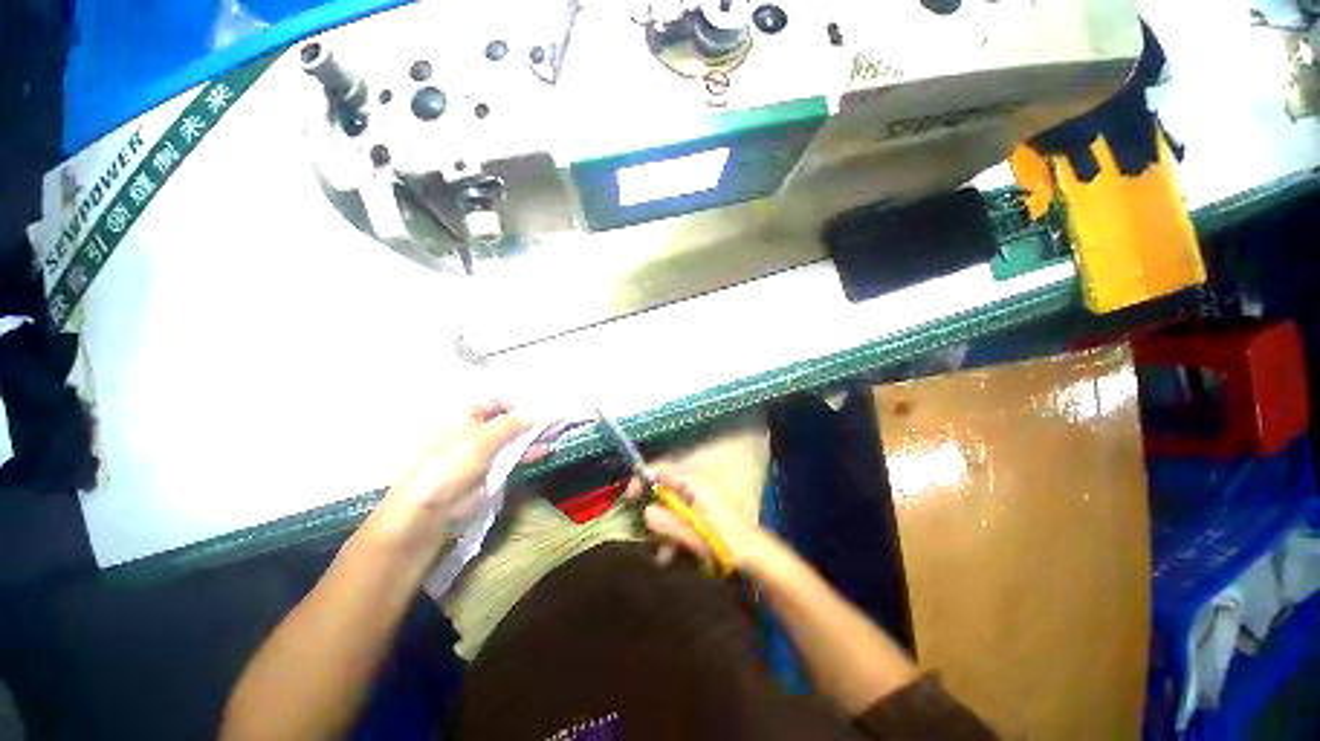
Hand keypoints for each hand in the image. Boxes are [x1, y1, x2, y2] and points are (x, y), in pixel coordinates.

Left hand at [376, 400, 540, 547]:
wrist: (430, 509)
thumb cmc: (452, 464)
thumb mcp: (482, 438)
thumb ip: (511, 424)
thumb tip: (535, 413)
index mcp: (467, 416)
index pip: (497, 401)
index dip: (519, 403)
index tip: (541, 407)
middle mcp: (477, 430)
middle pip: (508, 420)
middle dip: (530, 420)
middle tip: (554, 420)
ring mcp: (485, 452)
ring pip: (514, 439)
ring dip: (532, 437)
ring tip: (554, 435)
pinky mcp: (491, 471)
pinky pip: (513, 457)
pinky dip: (528, 453)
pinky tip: (544, 450)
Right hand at [626, 464, 769, 570]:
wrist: (756, 558)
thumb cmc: (727, 542)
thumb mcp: (696, 535)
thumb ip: (670, 523)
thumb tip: (646, 512)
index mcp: (694, 483)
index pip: (662, 470)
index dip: (642, 479)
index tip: (629, 498)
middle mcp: (695, 487)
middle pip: (663, 491)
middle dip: (654, 514)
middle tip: (649, 535)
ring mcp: (698, 501)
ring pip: (670, 509)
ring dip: (663, 530)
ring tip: (664, 555)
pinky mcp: (701, 515)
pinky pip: (680, 519)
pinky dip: (673, 534)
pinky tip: (673, 555)